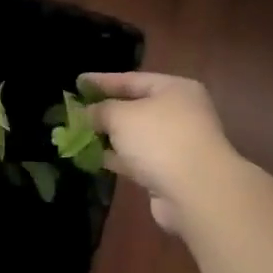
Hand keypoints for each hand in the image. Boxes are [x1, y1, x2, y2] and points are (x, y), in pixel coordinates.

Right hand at [84, 71, 239, 234]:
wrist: (197, 192)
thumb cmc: (160, 139)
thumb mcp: (122, 116)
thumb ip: (100, 110)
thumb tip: (86, 113)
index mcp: (175, 90)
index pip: (132, 79)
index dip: (103, 81)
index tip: (78, 82)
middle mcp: (180, 113)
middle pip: (135, 107)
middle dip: (105, 110)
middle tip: (75, 110)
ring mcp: (177, 145)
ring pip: (135, 136)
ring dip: (109, 136)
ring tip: (77, 134)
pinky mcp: (170, 173)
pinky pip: (137, 159)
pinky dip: (117, 157)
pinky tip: (93, 157)